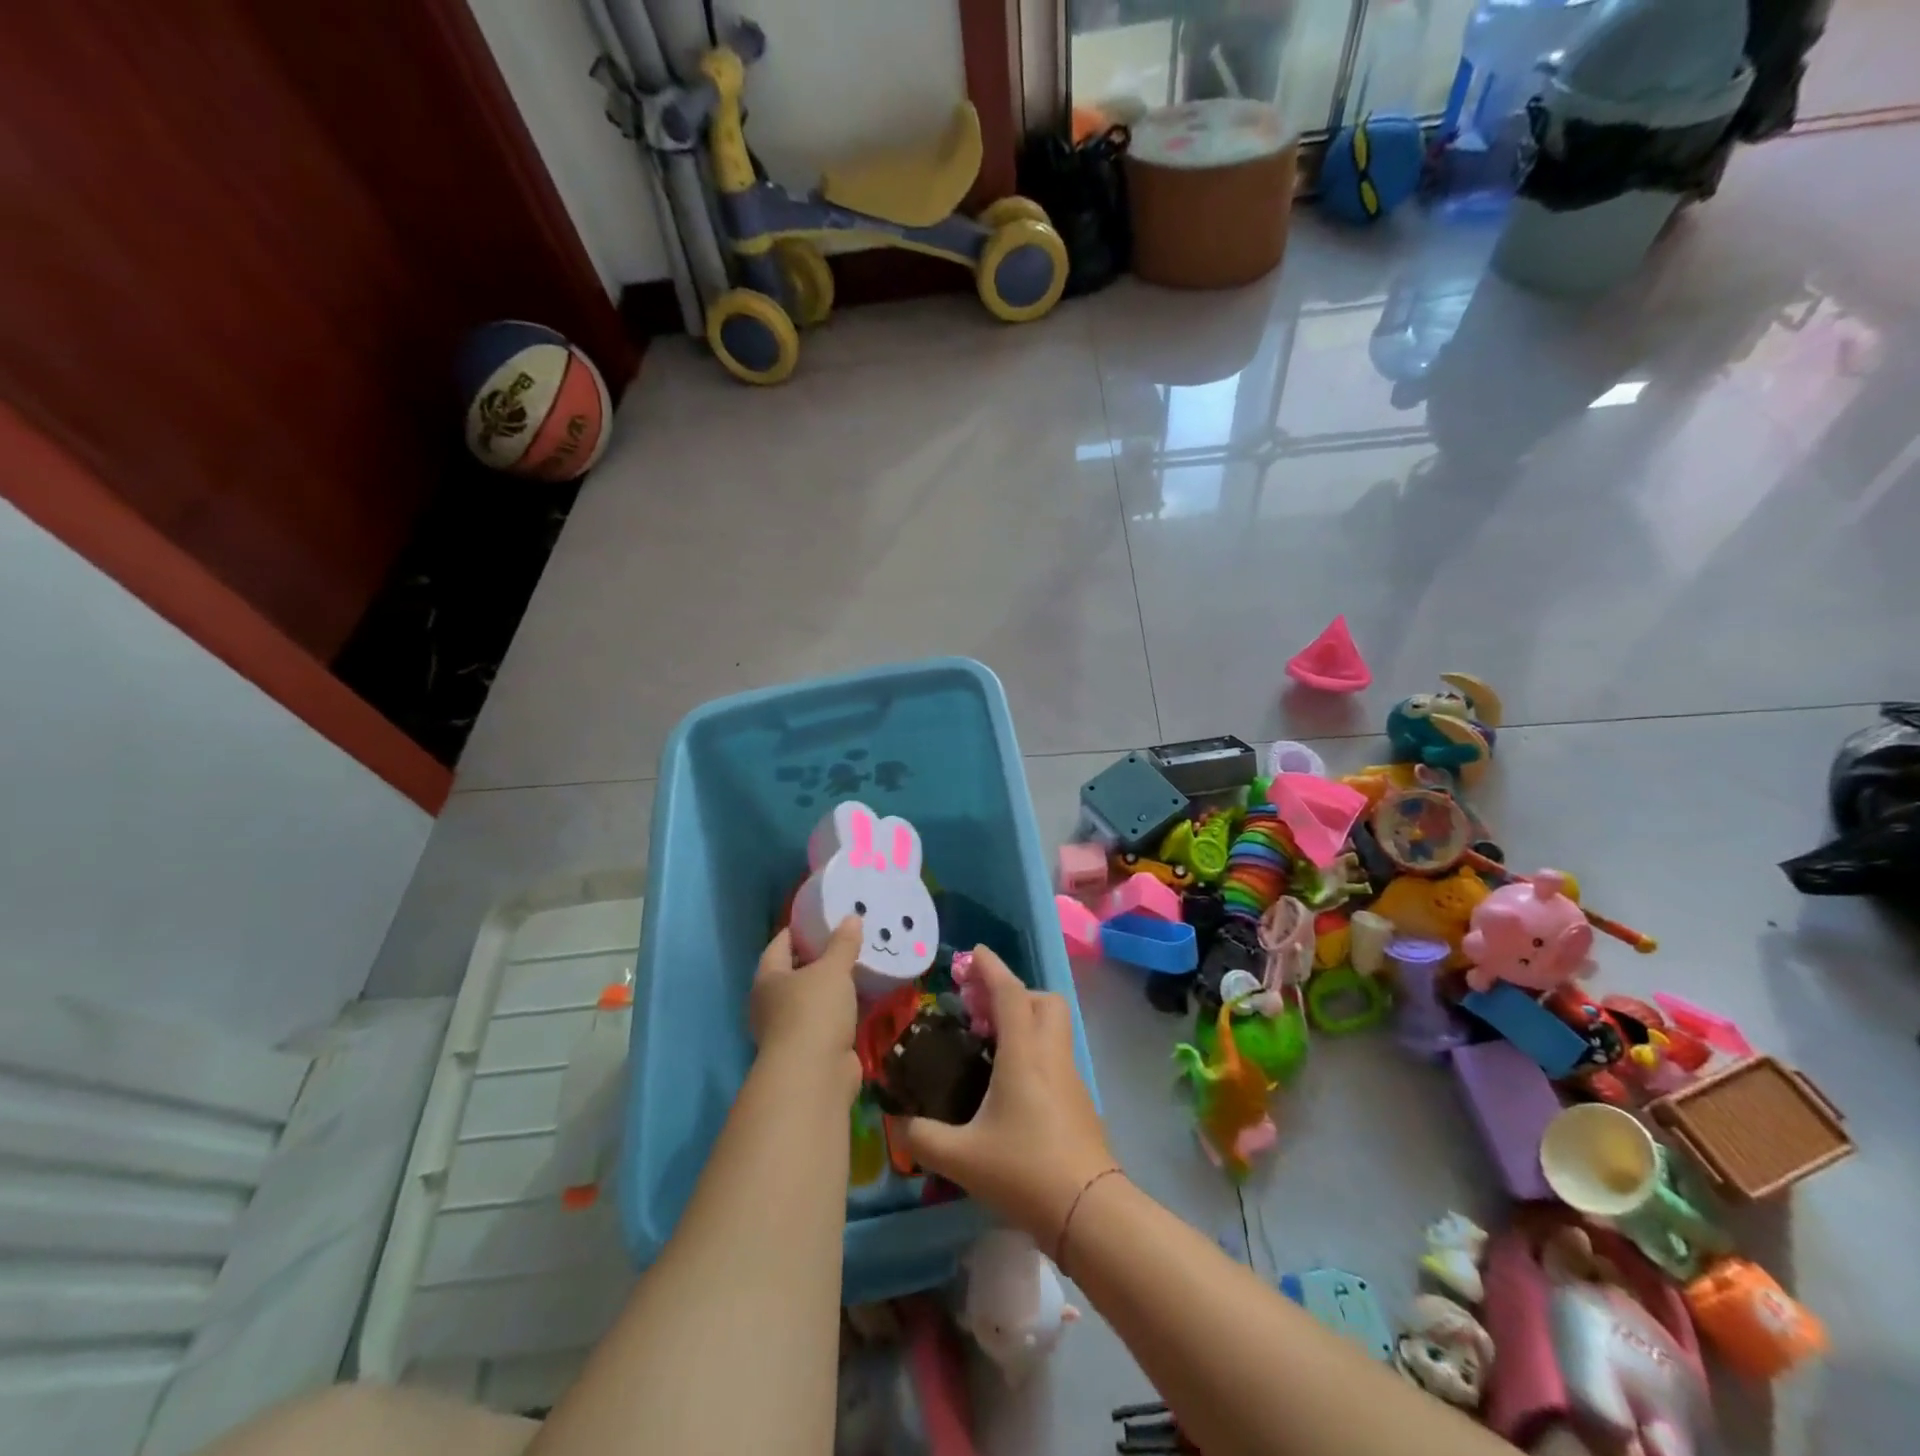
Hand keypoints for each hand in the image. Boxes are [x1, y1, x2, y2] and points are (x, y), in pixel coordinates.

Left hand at [751, 917, 860, 1089]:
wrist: (814, 1075)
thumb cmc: (814, 1011)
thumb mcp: (832, 970)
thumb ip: (843, 944)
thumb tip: (851, 917)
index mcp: (768, 978)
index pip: (780, 943)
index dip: (799, 929)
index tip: (823, 917)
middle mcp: (772, 1003)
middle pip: (796, 971)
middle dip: (820, 957)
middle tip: (848, 939)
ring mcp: (791, 1029)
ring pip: (814, 998)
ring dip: (834, 986)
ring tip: (861, 965)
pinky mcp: (812, 1049)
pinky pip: (829, 1019)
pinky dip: (845, 1009)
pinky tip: (866, 997)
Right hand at [902, 948, 1116, 1242]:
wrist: (1089, 1211)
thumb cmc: (1025, 1171)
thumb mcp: (962, 1157)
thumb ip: (923, 1138)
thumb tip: (898, 1126)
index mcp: (1024, 1054)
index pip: (1010, 993)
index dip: (991, 968)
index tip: (974, 952)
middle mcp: (1051, 1055)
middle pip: (1043, 1001)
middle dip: (1014, 993)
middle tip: (982, 1010)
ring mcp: (1070, 1078)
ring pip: (1052, 1028)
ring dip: (1024, 1021)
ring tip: (989, 1046)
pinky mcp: (1078, 1101)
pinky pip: (1054, 1055)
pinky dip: (1032, 1051)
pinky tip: (1008, 1085)